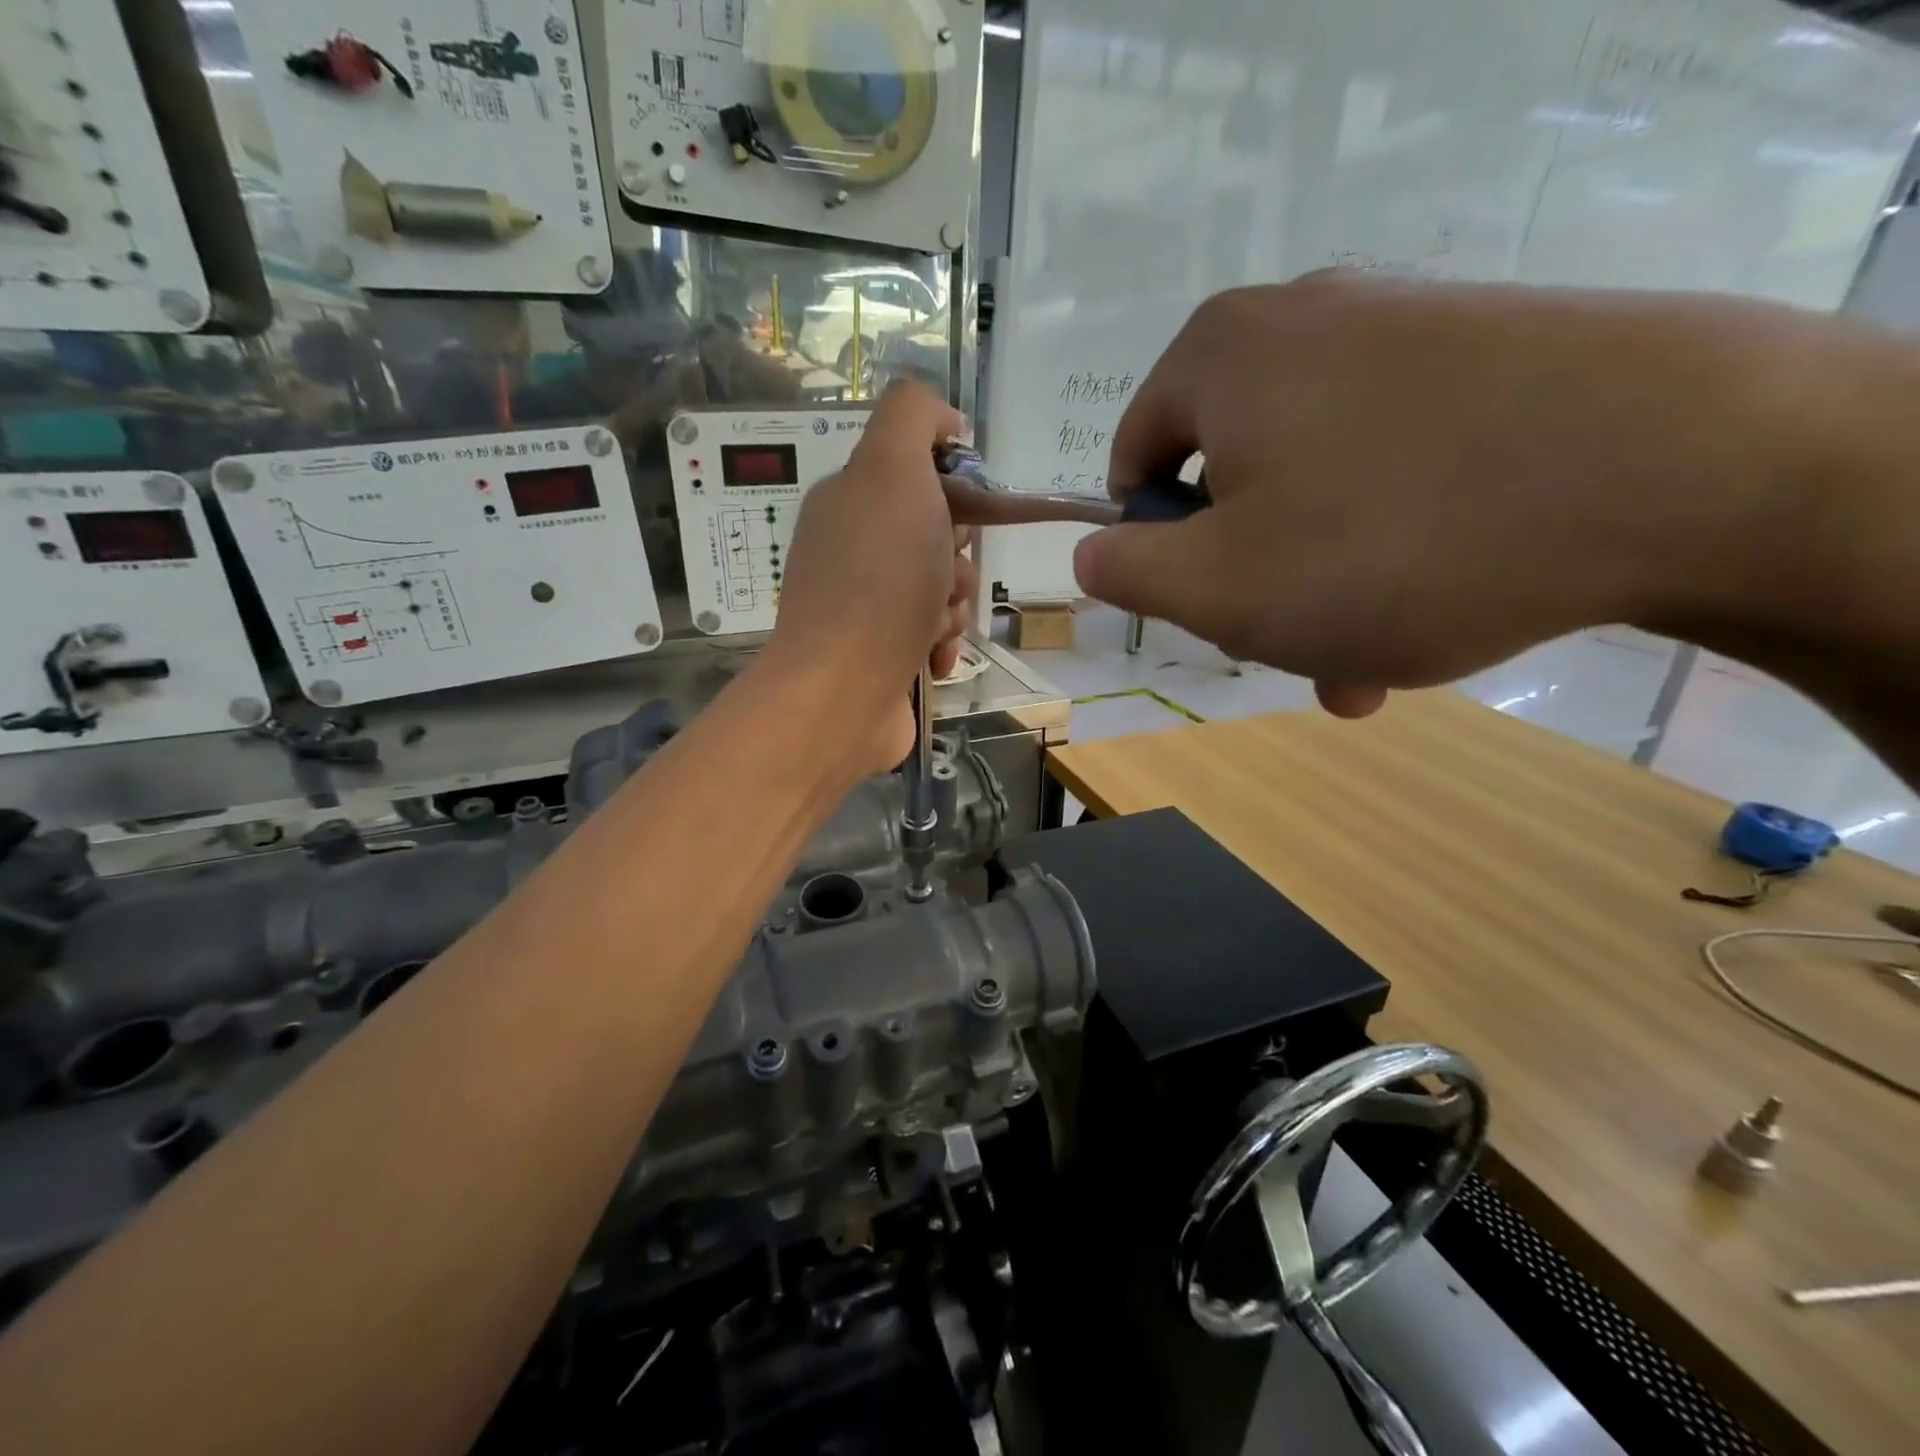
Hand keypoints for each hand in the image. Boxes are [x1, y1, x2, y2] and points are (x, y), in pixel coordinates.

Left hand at [769, 380, 976, 772]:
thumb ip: (912, 417)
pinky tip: (930, 660)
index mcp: (848, 500)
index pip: (918, 477)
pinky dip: (940, 646)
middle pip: (935, 538)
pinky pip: (929, 637)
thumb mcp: (892, 469)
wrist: (843, 691)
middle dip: (955, 561)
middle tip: (943, 580)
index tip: (957, 517)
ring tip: (933, 628)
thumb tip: (943, 422)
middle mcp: (850, 550)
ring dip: (951, 608)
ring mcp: (861, 608)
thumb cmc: (878, 581)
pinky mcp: (878, 656)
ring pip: (938, 591)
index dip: (952, 493)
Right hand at [1073, 272, 1834, 716]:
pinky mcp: (1492, 360)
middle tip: (1292, 648)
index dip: (1154, 547)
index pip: (1136, 460)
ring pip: (1317, 487)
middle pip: (1232, 479)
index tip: (1205, 603)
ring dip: (1322, 582)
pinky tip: (1434, 608)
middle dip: (1250, 579)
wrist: (1689, 468)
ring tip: (1367, 657)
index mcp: (1221, 356)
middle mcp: (1305, 322)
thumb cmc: (1389, 540)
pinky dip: (1392, 545)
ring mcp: (1406, 332)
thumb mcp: (1216, 586)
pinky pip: (1397, 470)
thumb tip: (1091, 553)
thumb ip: (1126, 572)